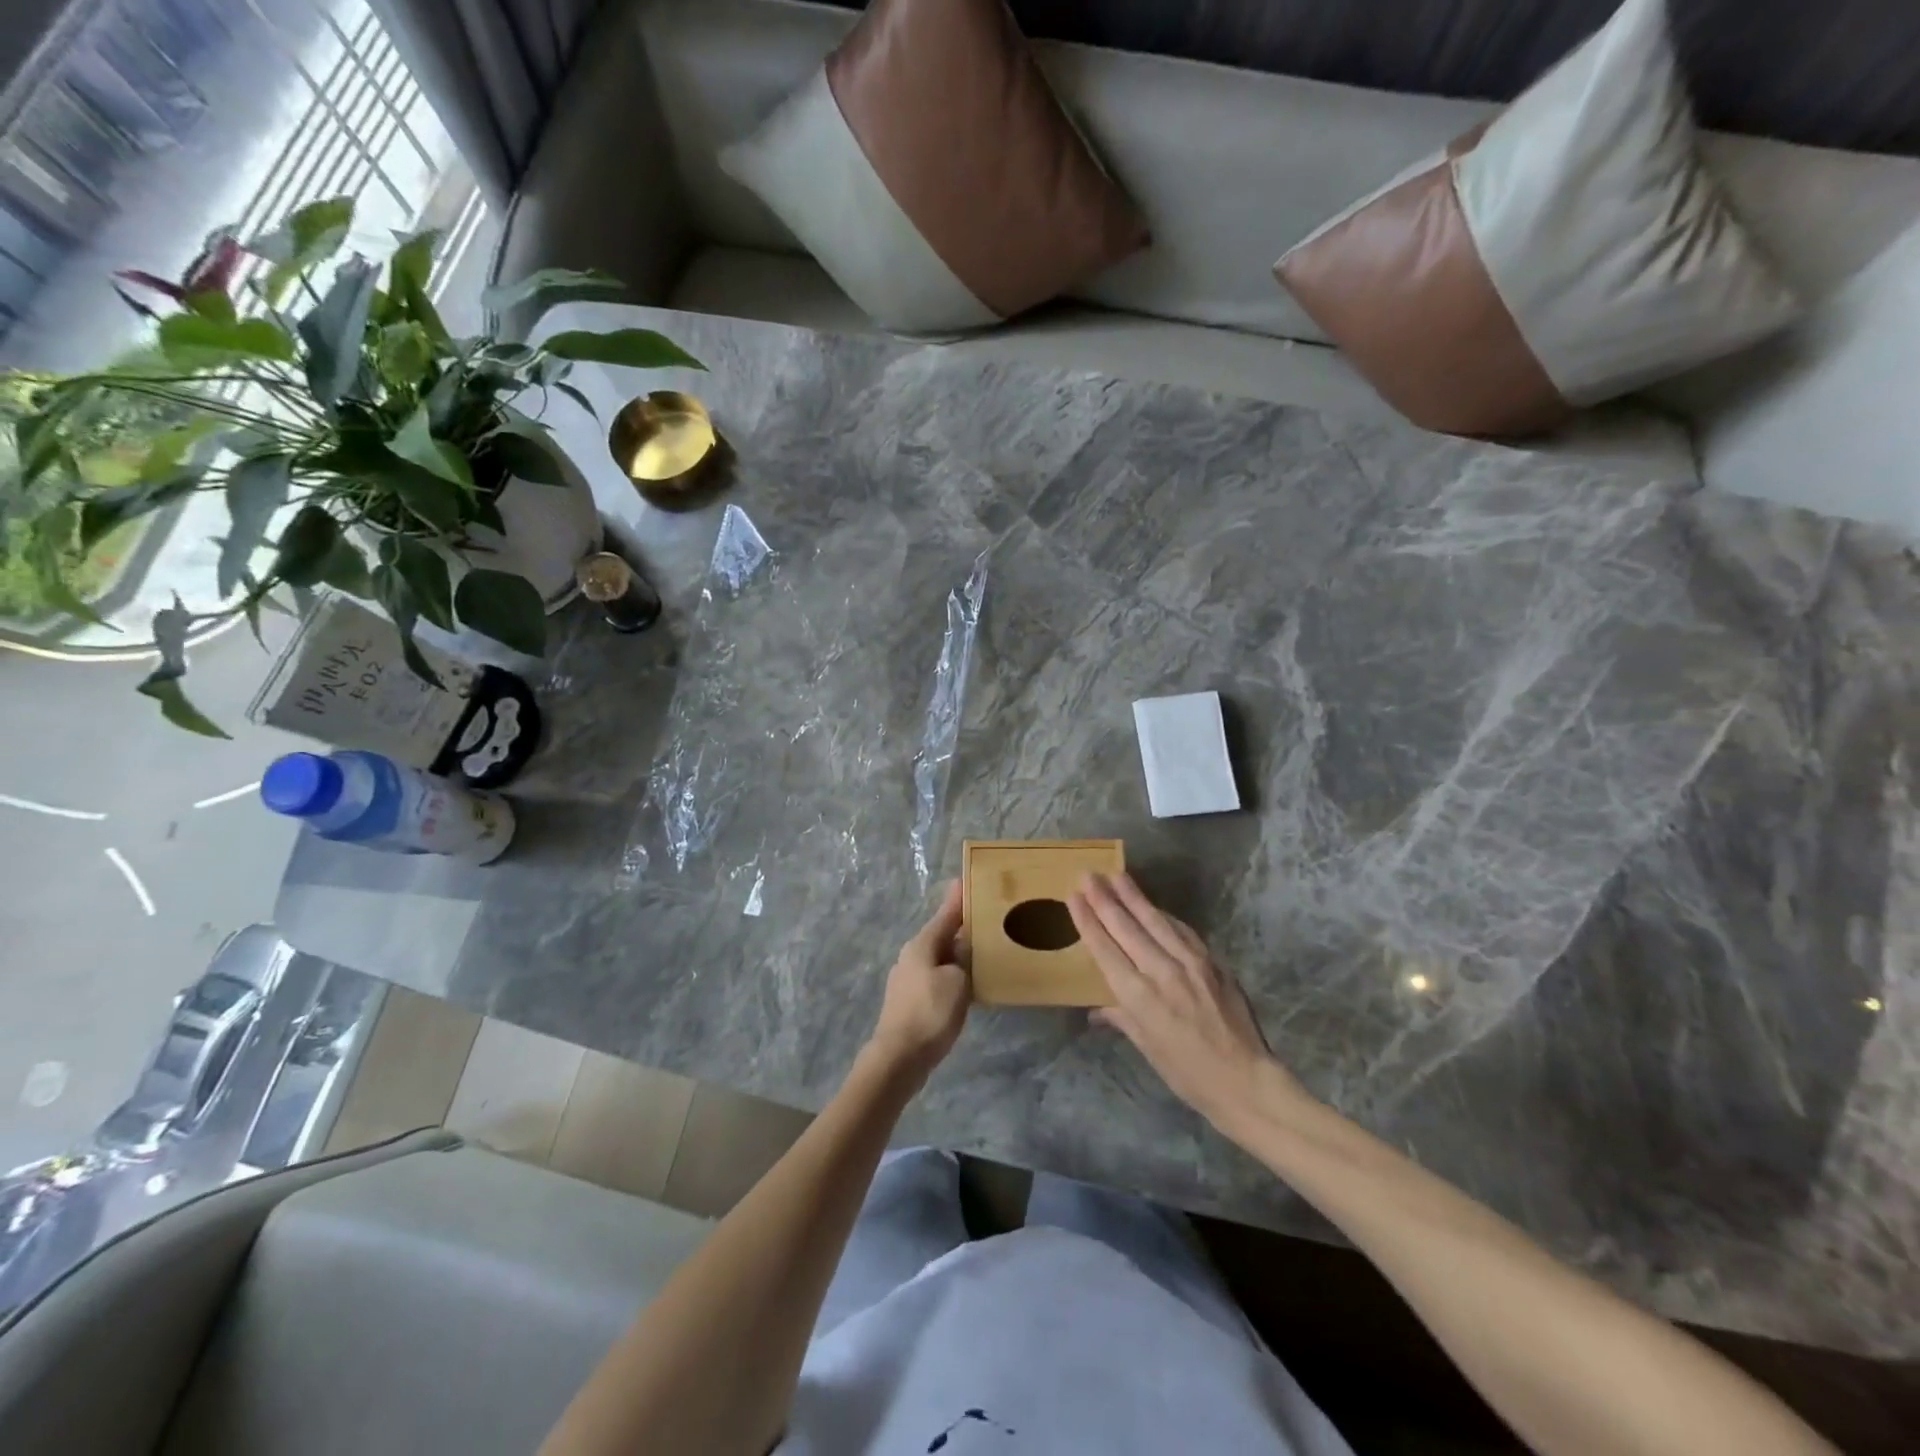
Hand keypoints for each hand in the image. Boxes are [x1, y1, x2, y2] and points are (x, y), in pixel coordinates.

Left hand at [867, 881, 971, 1075]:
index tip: (967, 881)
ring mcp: (907, 979)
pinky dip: (951, 975)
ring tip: (982, 953)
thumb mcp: (958, 981)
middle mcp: (911, 956)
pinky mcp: (909, 1001)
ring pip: (939, 958)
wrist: (899, 1058)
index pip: (945, 914)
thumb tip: (962, 951)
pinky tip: (966, 985)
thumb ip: (964, 960)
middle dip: (961, 928)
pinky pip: (935, 978)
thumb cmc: (930, 1013)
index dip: (958, 899)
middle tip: (986, 920)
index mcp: (922, 944)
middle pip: (941, 935)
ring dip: (958, 954)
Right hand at [1068, 872, 1306, 1129]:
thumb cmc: (1187, 1073)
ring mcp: (1191, 963)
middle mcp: (1162, 972)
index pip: (1106, 949)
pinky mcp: (1212, 961)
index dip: (1088, 920)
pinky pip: (1182, 930)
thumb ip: (1122, 1018)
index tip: (1074, 896)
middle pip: (1127, 927)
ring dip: (1134, 896)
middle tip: (1089, 875)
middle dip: (1105, 899)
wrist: (1245, 1080)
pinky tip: (1153, 905)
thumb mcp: (1147, 1048)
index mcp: (1140, 997)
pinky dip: (1164, 915)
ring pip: (1155, 921)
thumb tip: (1097, 1010)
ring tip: (1116, 876)